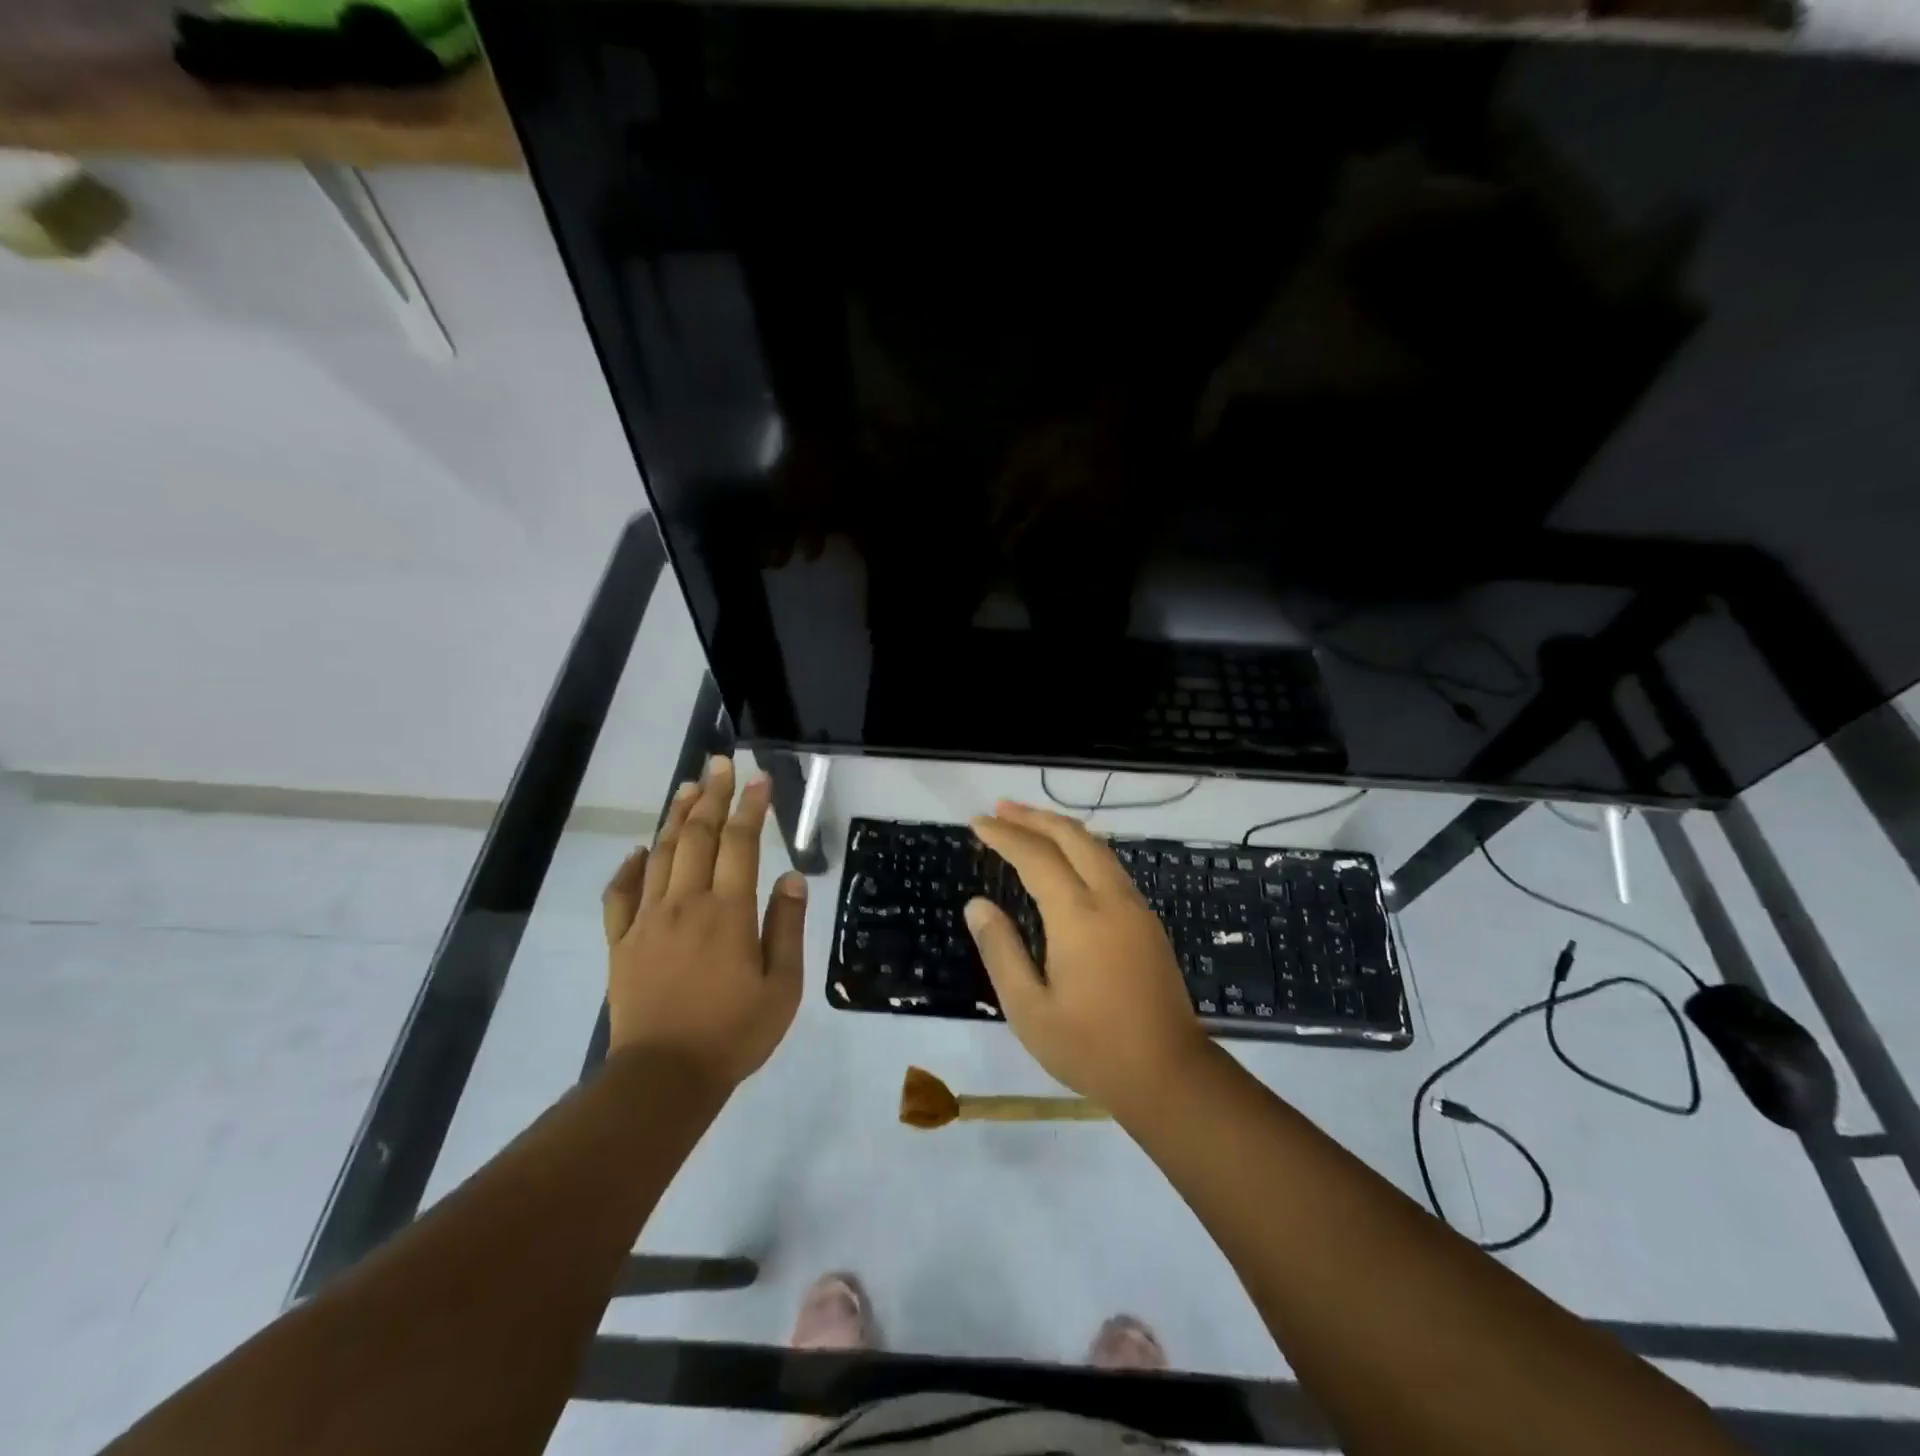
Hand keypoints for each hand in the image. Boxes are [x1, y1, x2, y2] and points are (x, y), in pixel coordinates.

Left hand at [601, 754, 806, 1091]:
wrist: (663, 1077)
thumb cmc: (733, 1033)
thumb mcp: (782, 986)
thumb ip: (786, 927)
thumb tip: (790, 878)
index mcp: (728, 912)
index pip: (740, 844)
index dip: (751, 807)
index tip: (759, 778)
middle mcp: (686, 904)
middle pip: (697, 836)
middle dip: (711, 795)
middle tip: (719, 763)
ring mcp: (648, 921)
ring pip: (660, 855)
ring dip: (674, 817)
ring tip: (686, 787)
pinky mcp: (621, 942)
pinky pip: (620, 895)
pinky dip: (628, 867)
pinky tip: (637, 850)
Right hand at [965, 800, 1210, 1112]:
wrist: (1169, 1074)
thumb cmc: (1091, 1047)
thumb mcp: (1029, 1009)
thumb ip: (1001, 950)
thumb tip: (977, 904)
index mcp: (1078, 916)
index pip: (1035, 856)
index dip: (1004, 835)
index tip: (976, 822)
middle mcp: (1110, 898)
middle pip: (1071, 837)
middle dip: (1033, 816)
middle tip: (999, 808)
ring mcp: (1135, 907)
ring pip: (1096, 847)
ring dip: (1059, 828)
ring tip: (1027, 822)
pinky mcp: (1147, 921)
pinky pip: (1109, 865)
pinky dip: (1080, 848)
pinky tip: (1066, 859)